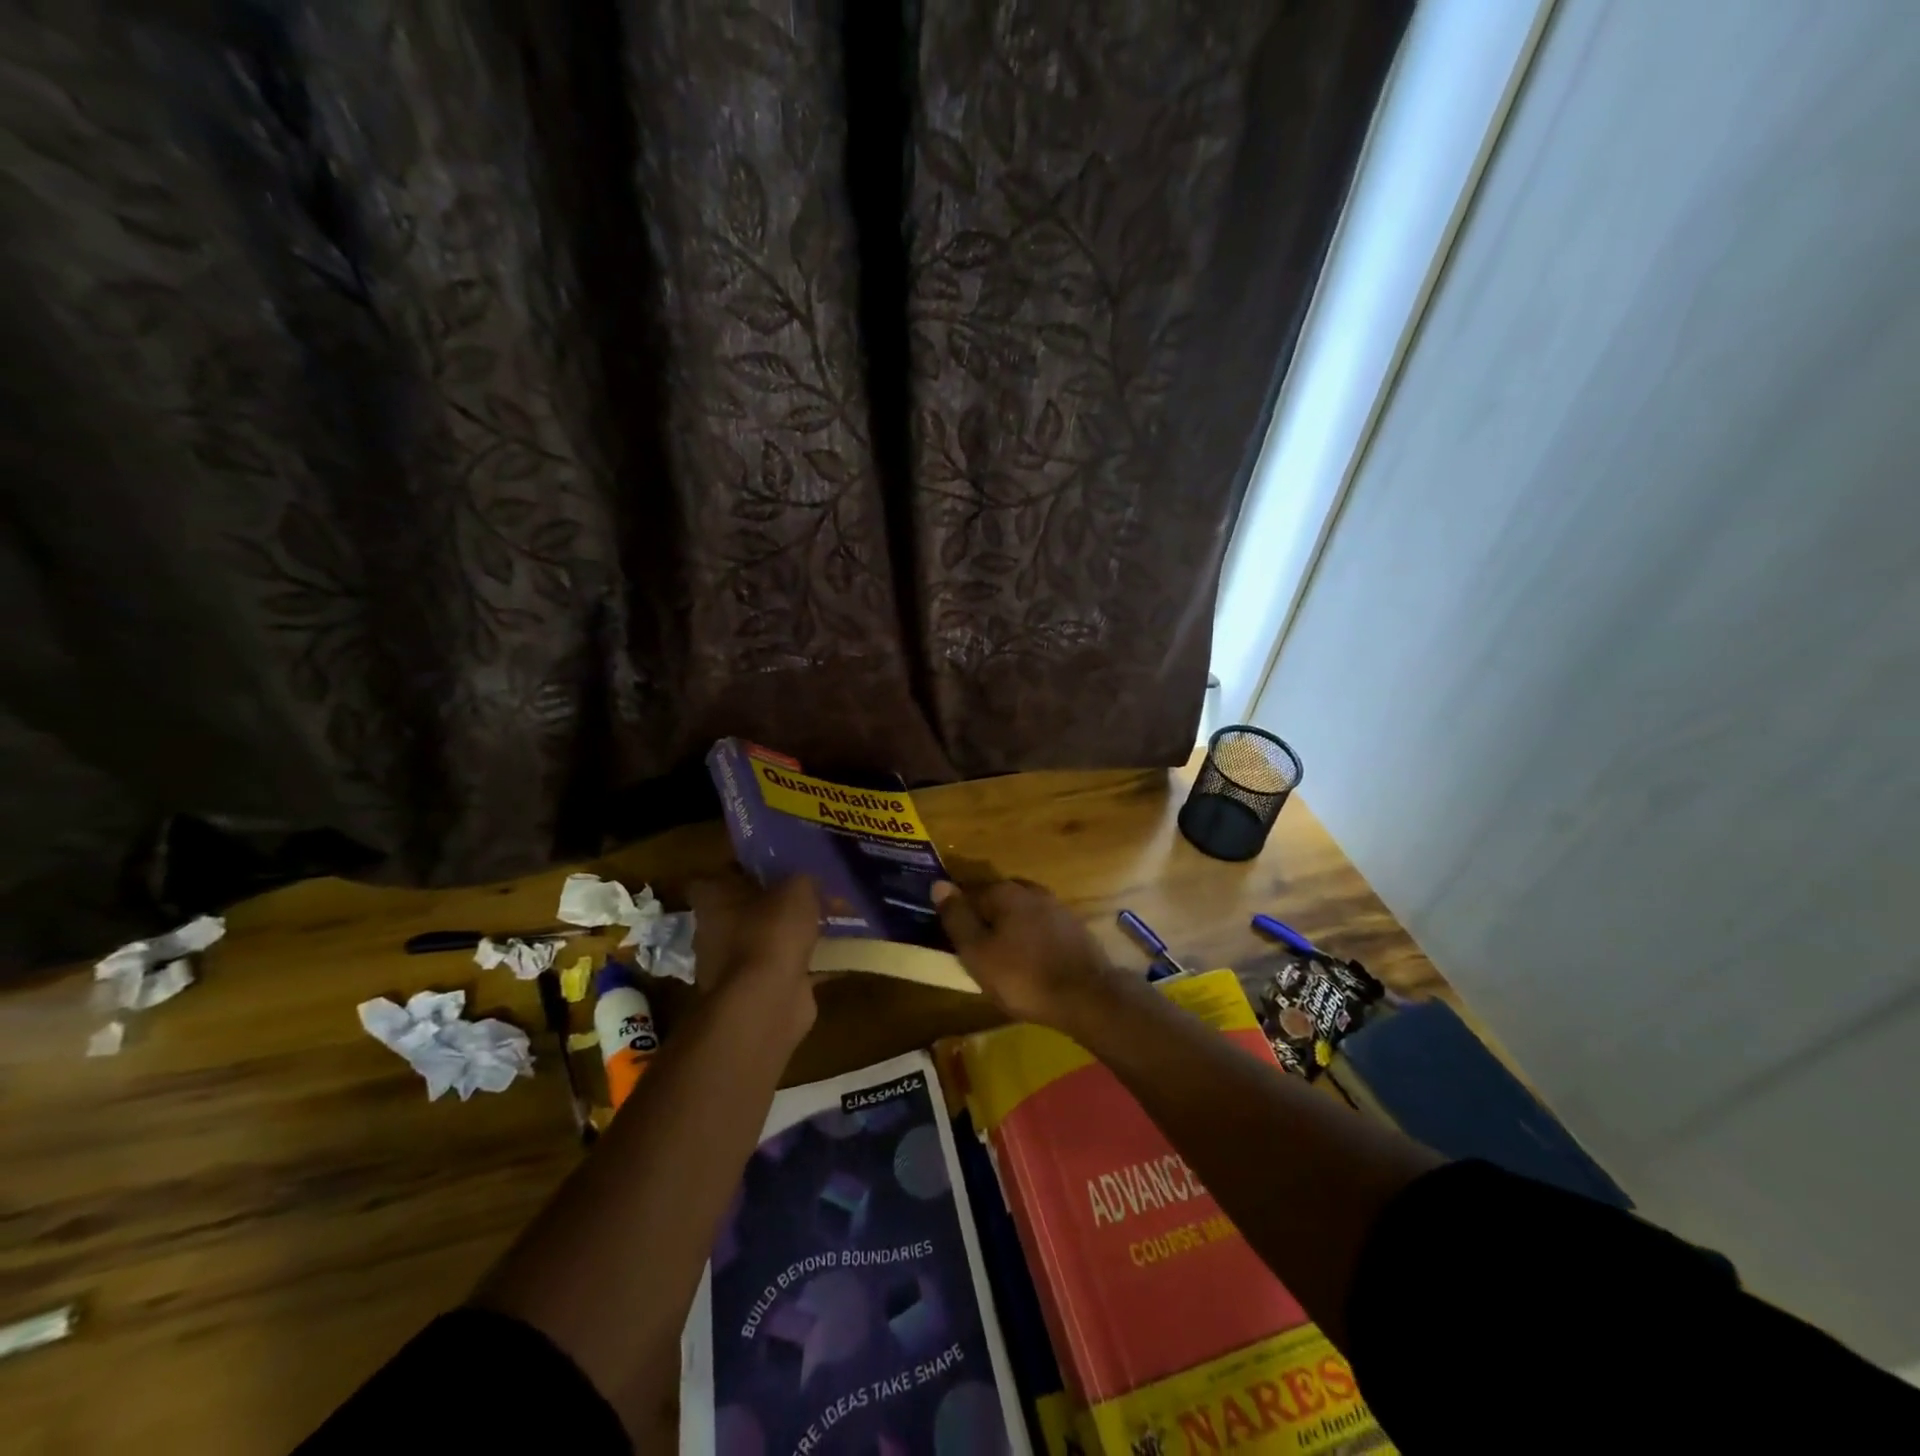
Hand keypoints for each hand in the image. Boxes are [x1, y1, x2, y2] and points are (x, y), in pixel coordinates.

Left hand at [687, 871, 820, 1046]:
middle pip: (748, 909)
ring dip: (794, 935)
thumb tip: (809, 880)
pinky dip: (810, 964)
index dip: (747, 868)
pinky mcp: (758, 992)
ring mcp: (734, 967)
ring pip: (769, 940)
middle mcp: (715, 933)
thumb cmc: (771, 933)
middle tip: (812, 892)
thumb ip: (802, 879)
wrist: (767, 1002)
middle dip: (778, 903)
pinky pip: (788, 969)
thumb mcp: (796, 889)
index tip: (776, 865)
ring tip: (832, 922)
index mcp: (712, 901)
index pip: (722, 876)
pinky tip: (839, 954)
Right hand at [931, 878, 1124, 1029]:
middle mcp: (1031, 891)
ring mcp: (1057, 908)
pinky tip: (1029, 961)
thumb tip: (938, 884)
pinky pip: (1041, 927)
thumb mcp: (978, 952)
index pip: (969, 893)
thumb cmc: (1023, 976)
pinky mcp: (1074, 928)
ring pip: (1021, 913)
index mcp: (1005, 892)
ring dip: (1009, 929)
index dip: (957, 914)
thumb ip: (957, 918)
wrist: (1087, 996)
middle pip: (997, 900)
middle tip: (975, 951)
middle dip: (985, 919)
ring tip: (1001, 959)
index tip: (952, 938)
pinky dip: (1030, 939)